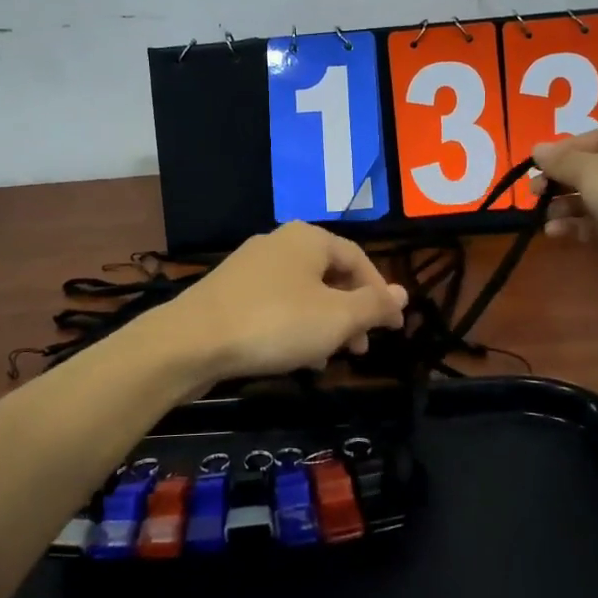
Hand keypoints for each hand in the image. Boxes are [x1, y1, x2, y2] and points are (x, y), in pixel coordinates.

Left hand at [161, 221, 407, 383]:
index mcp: (309, 238)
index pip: (358, 259)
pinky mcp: (230, 291)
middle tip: (361, 348)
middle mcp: (280, 242)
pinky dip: (294, 325)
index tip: (391, 328)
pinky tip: (295, 356)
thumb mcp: (336, 318)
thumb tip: (404, 294)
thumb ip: (373, 305)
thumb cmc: (275, 323)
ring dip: (323, 324)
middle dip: (350, 313)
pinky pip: (276, 304)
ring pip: (303, 293)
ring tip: (330, 358)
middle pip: (329, 275)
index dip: (379, 293)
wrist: (192, 340)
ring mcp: (251, 266)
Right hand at [533, 122, 597, 306]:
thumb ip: (561, 160)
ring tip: (543, 215)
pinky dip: (579, 226)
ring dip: (567, 205)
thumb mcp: (594, 169)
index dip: (563, 151)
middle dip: (562, 181)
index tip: (535, 167)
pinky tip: (556, 232)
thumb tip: (536, 149)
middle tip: (534, 193)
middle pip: (597, 168)